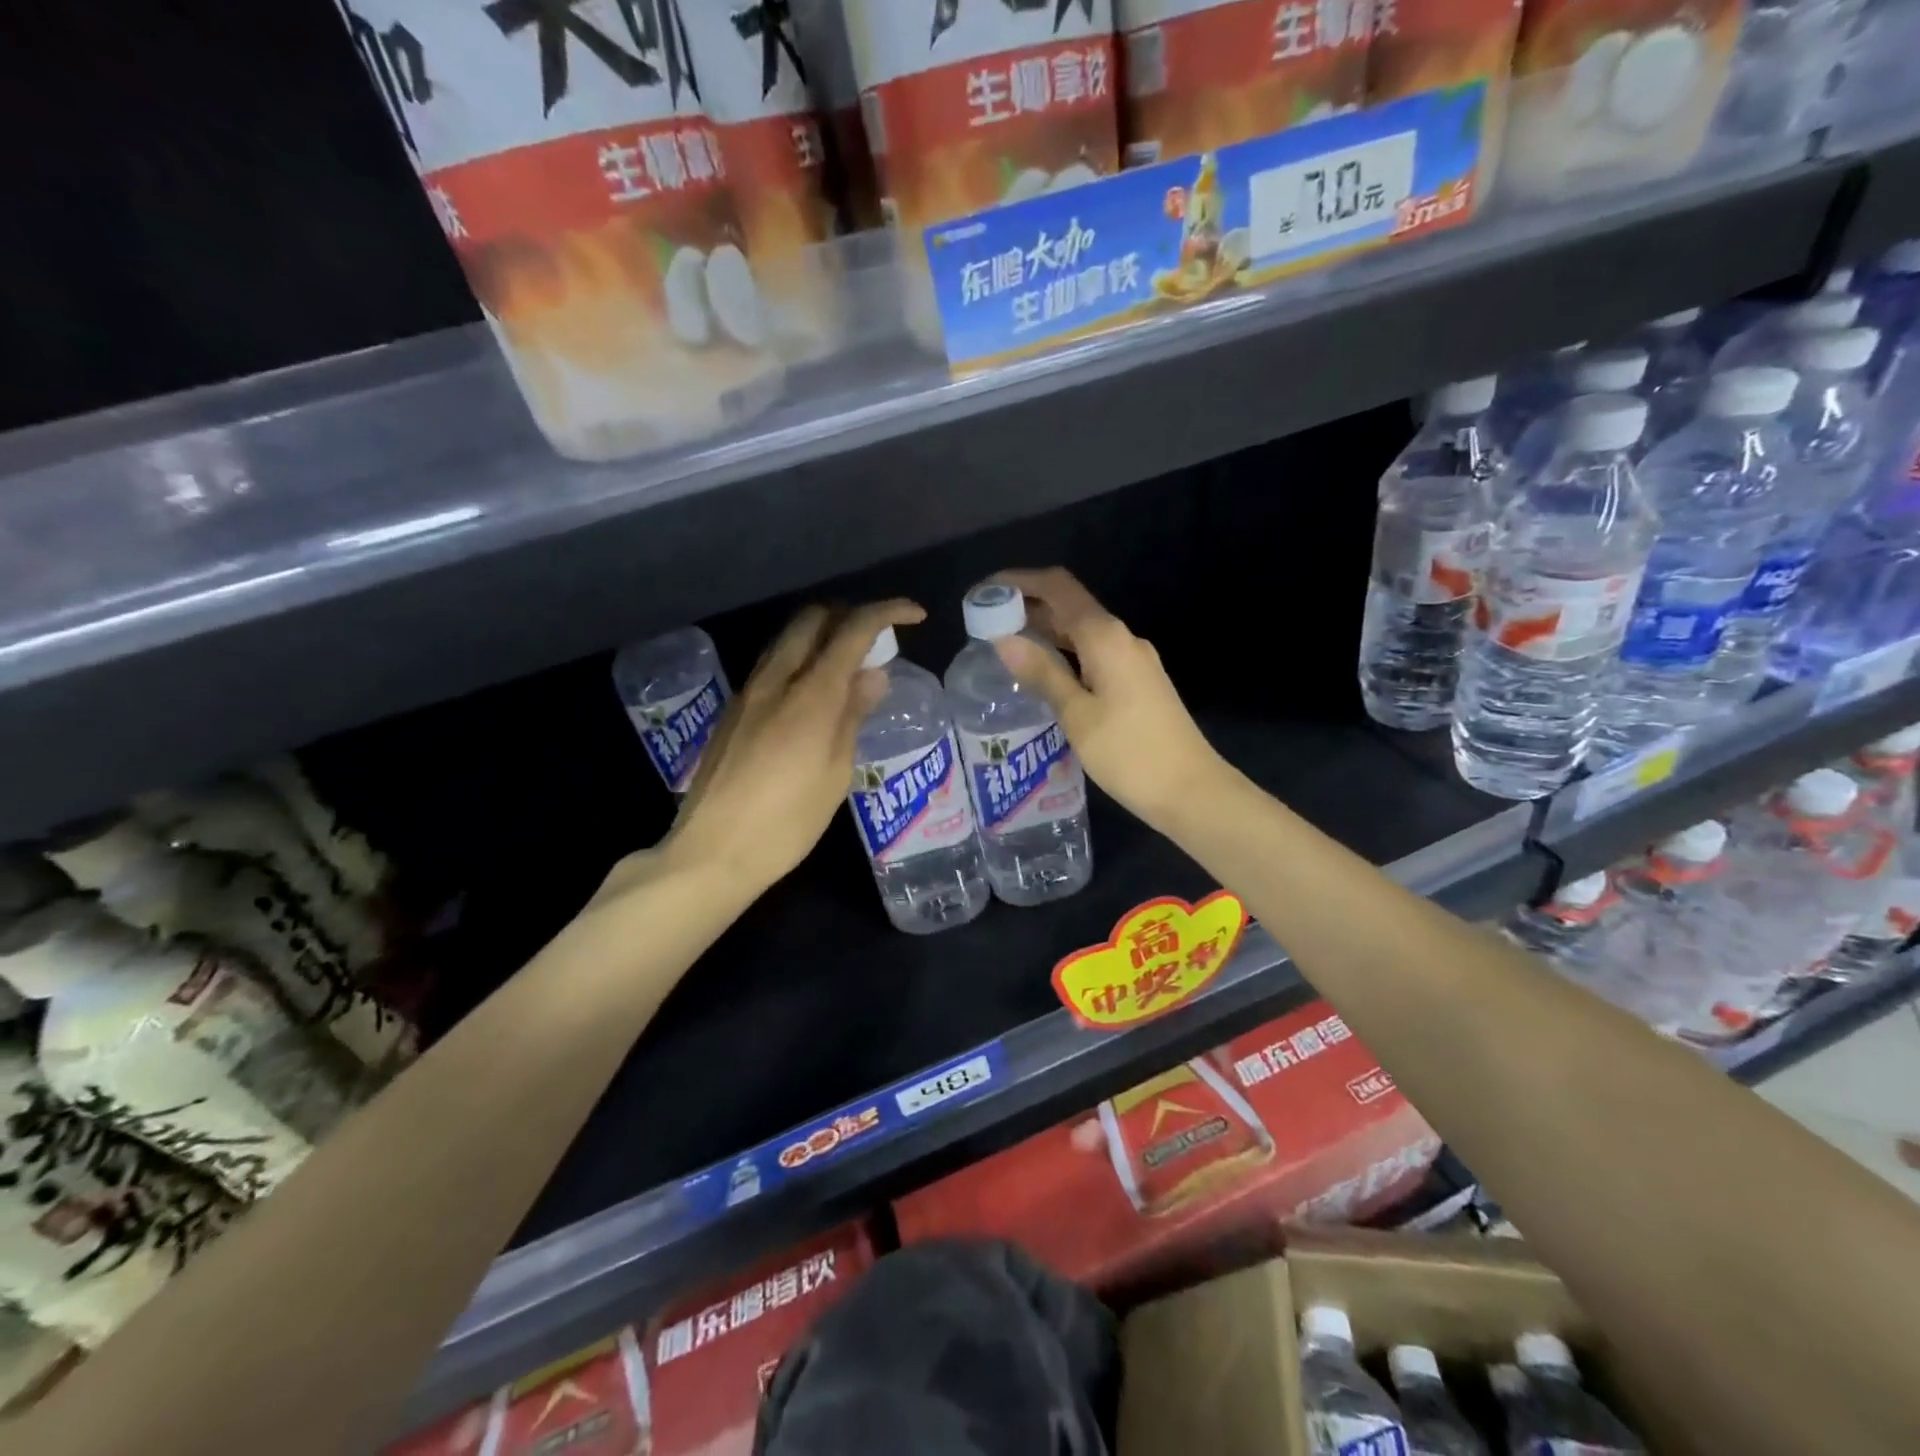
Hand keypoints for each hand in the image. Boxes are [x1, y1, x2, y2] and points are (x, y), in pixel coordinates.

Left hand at [653, 599, 924, 895]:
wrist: (712, 852)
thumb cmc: (788, 822)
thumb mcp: (836, 773)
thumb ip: (853, 715)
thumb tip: (873, 675)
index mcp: (810, 695)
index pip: (853, 629)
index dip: (887, 612)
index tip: (914, 616)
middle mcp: (776, 681)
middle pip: (812, 619)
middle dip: (849, 615)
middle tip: (875, 640)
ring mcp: (748, 693)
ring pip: (787, 640)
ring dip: (821, 636)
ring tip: (848, 667)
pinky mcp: (733, 712)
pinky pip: (772, 666)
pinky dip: (800, 661)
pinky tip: (812, 695)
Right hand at [991, 568, 1223, 830]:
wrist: (1191, 790)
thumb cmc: (1129, 753)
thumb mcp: (1077, 715)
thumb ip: (1042, 673)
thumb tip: (1003, 639)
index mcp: (1106, 637)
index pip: (1058, 588)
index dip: (1019, 582)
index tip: (985, 592)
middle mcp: (1122, 639)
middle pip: (1070, 606)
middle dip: (1028, 608)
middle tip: (985, 625)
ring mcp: (1134, 660)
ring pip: (1082, 632)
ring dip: (1046, 632)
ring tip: (1005, 647)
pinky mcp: (1138, 682)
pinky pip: (1093, 654)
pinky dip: (1064, 654)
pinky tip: (1043, 675)